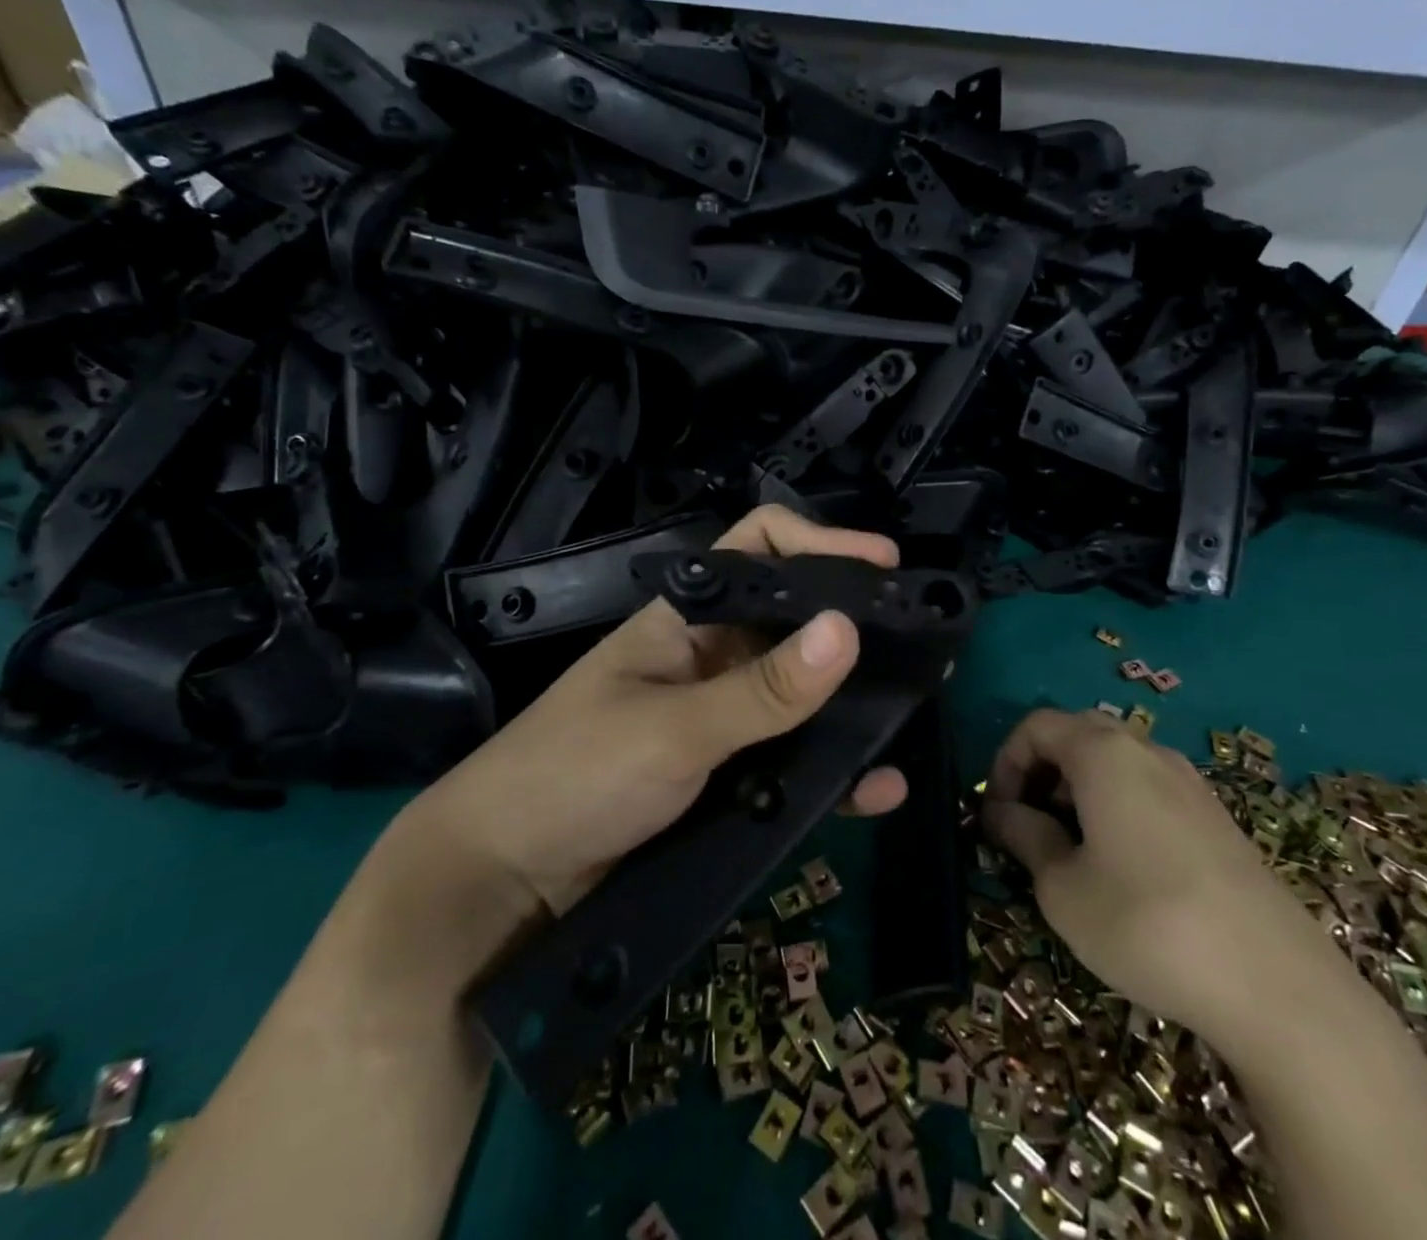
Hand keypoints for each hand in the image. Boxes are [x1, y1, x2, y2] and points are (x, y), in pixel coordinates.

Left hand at [394, 507, 907, 917]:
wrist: (502, 882)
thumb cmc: (572, 777)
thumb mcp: (672, 730)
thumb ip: (762, 689)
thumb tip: (847, 630)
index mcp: (687, 619)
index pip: (760, 549)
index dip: (822, 544)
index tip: (885, 567)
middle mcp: (710, 657)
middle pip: (794, 621)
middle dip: (856, 628)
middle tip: (924, 644)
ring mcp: (720, 718)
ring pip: (802, 694)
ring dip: (854, 702)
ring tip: (915, 709)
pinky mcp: (725, 776)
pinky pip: (792, 759)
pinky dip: (834, 768)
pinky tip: (877, 786)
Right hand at [981, 709, 1344, 1036]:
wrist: (1279, 990)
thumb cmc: (1146, 924)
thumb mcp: (1062, 888)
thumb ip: (1024, 837)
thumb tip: (1002, 813)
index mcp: (1103, 754)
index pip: (1036, 726)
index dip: (1005, 762)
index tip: (997, 812)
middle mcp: (1148, 752)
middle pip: (1077, 735)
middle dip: (1041, 772)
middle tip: (1028, 824)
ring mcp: (1190, 784)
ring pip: (1115, 763)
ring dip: (1078, 790)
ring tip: (1070, 849)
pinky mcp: (1218, 819)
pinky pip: (1149, 790)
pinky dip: (1117, 807)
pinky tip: (1121, 866)